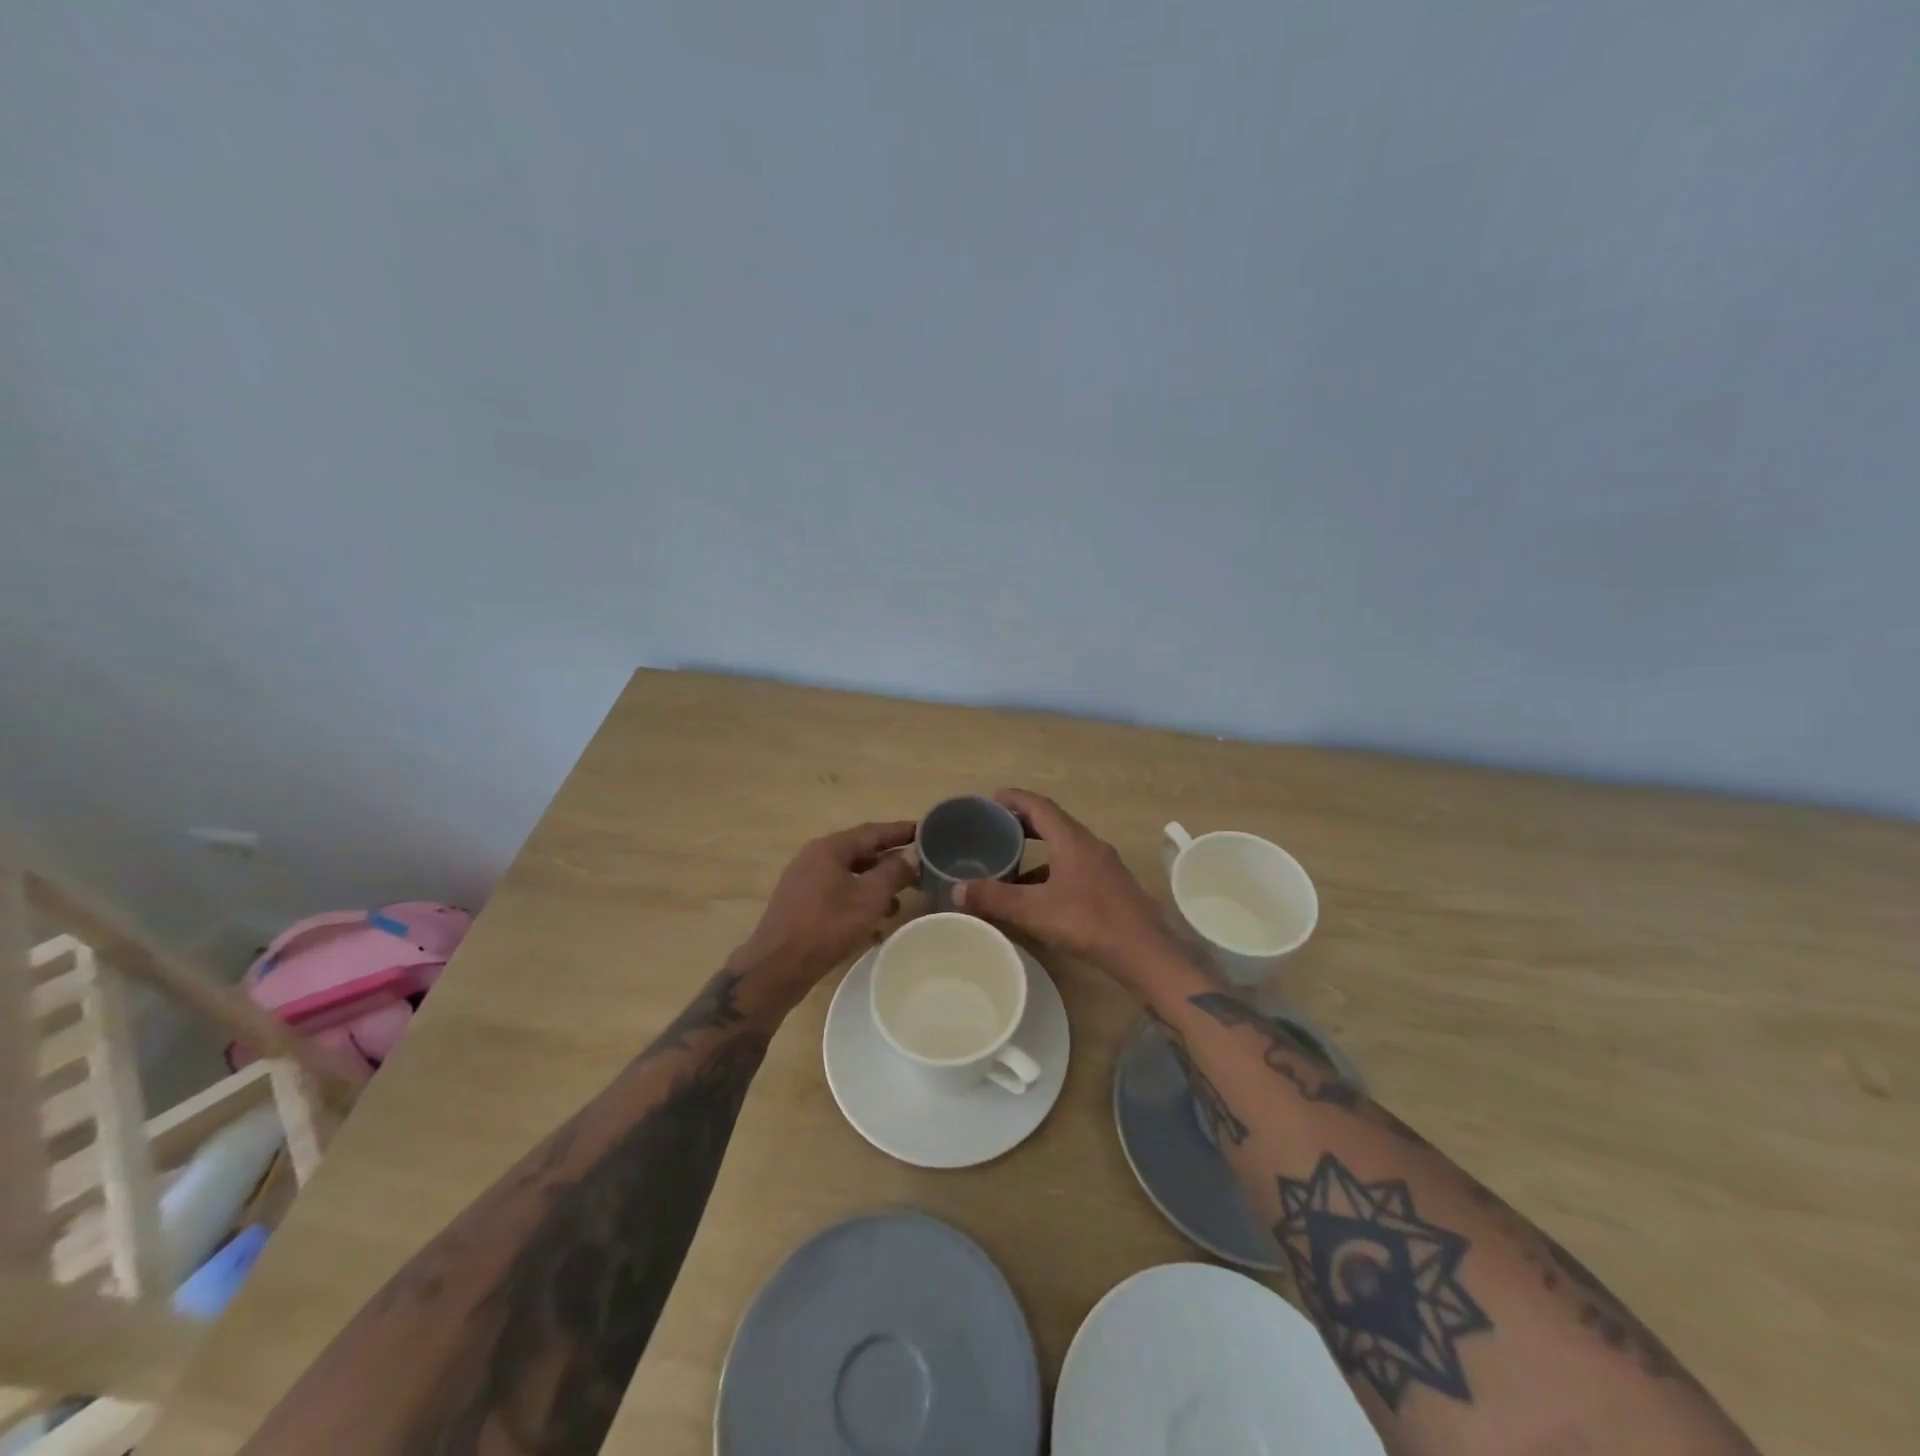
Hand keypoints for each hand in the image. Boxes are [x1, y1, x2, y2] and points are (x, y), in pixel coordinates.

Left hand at [729, 820, 916, 1007]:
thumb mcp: (869, 897)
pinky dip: (858, 903)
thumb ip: (894, 872)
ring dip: (875, 886)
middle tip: (918, 867)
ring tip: (899, 902)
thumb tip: (911, 857)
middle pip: (860, 853)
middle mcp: (814, 858)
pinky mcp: (801, 907)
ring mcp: (804, 883)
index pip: (873, 831)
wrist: (777, 967)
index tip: (926, 831)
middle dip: (890, 862)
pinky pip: (837, 896)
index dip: (901, 831)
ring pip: (849, 877)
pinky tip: (874, 925)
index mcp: (829, 848)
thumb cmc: (827, 925)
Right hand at [953, 789, 1183, 991]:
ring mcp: (1104, 864)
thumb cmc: (1088, 922)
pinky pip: (1075, 864)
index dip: (1015, 798)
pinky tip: (1039, 893)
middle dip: (1024, 822)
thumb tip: (957, 890)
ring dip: (1039, 848)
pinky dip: (1052, 868)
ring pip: (1065, 845)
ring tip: (1012, 861)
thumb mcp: (1035, 910)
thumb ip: (995, 898)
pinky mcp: (1110, 885)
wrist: (1144, 951)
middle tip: (996, 827)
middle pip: (1053, 822)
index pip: (1039, 806)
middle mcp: (1089, 844)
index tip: (992, 798)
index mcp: (1071, 840)